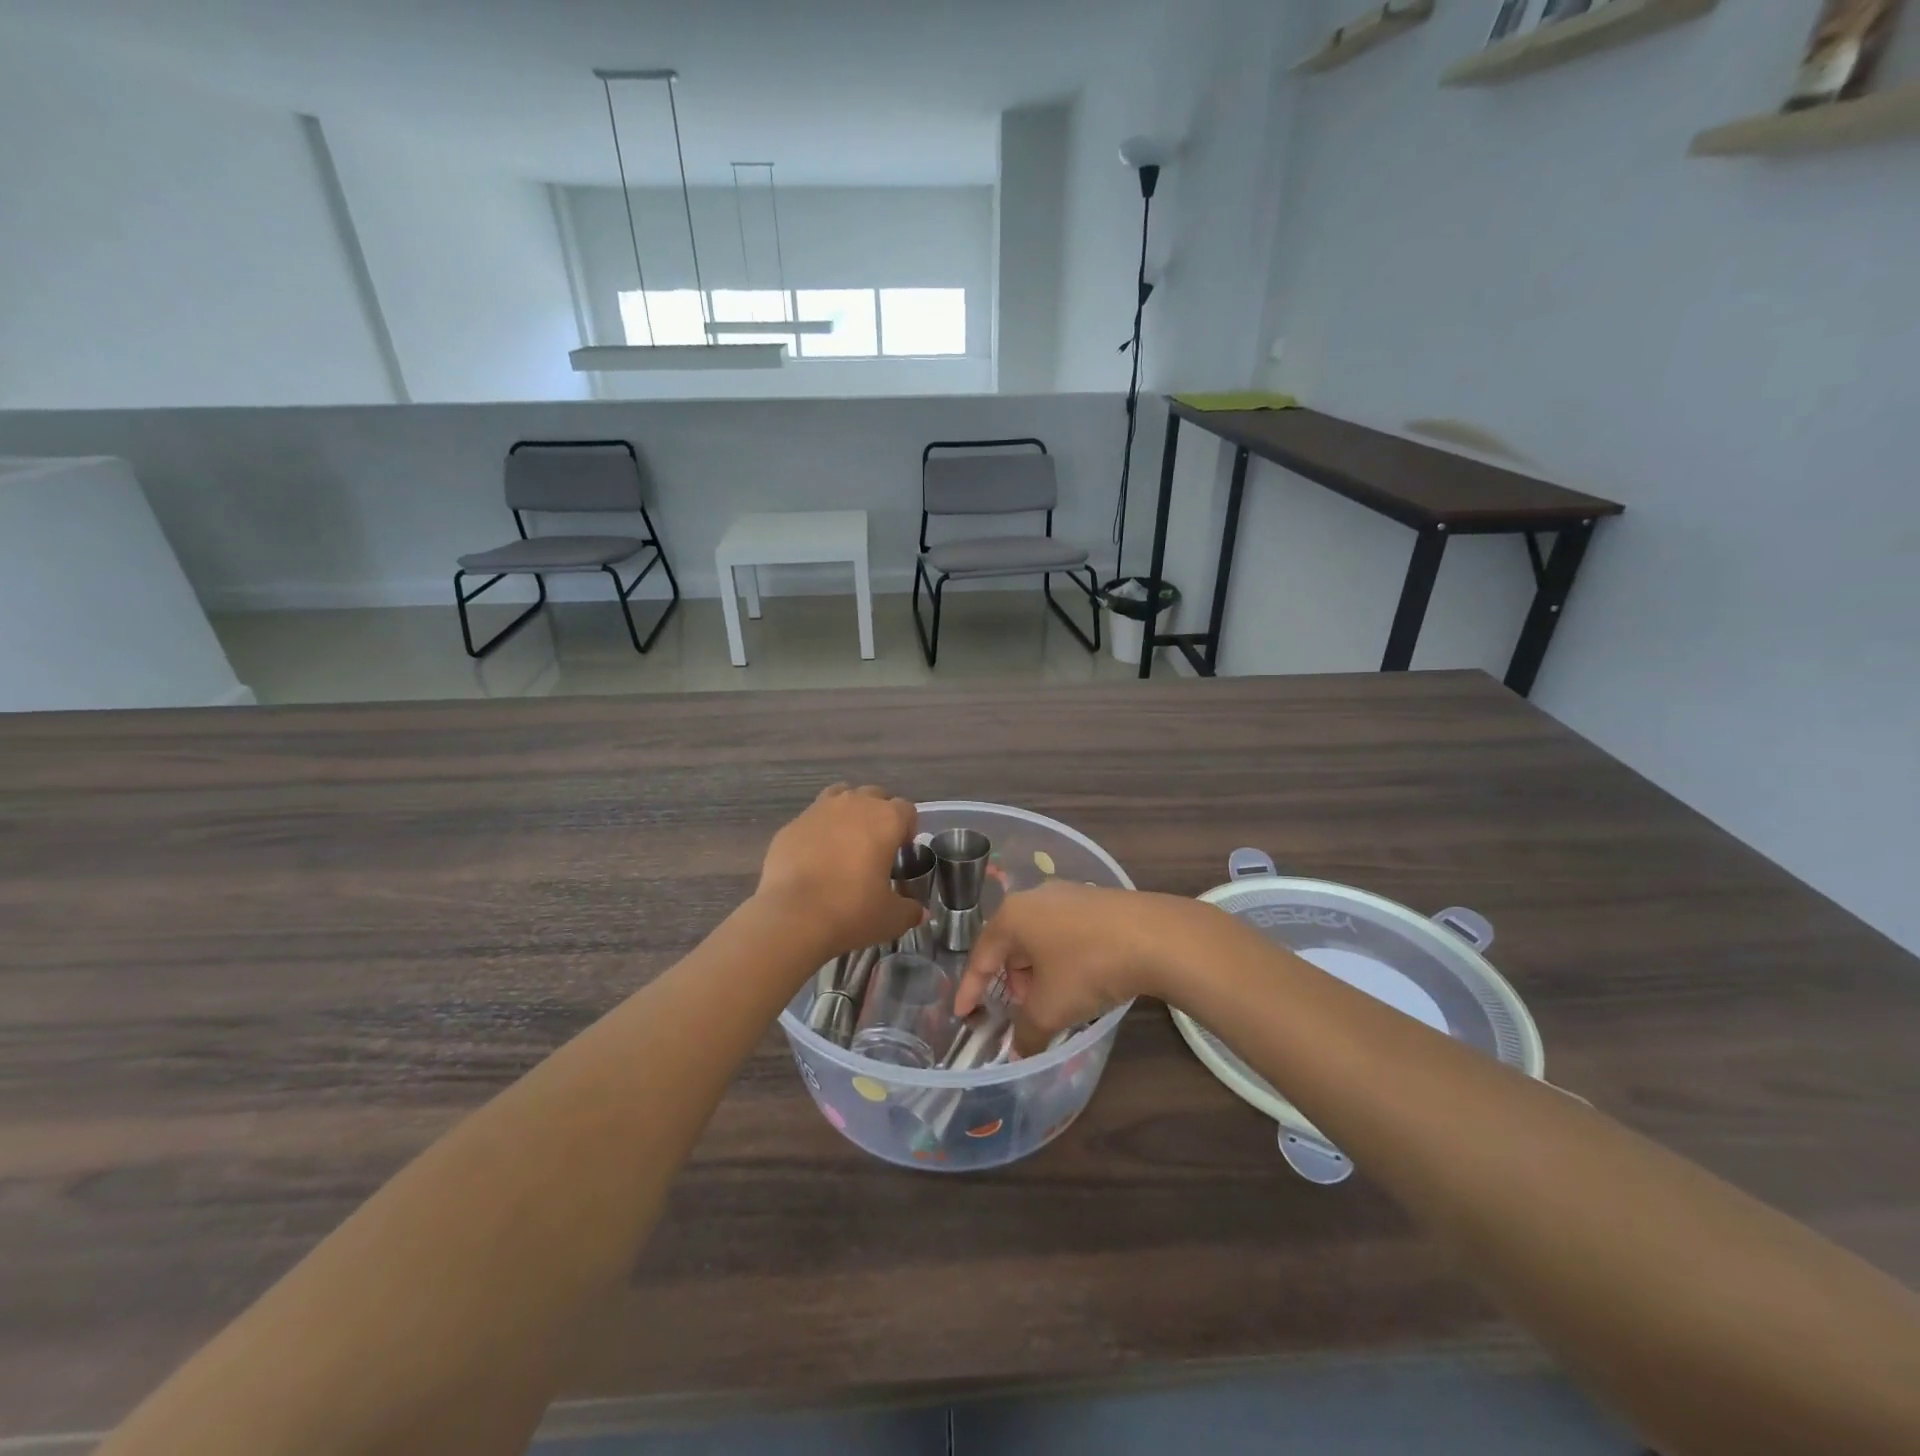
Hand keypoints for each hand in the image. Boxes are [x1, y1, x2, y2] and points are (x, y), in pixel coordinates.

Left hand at [758, 784, 924, 957]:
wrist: (792, 917)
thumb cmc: (852, 912)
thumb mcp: (892, 918)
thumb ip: (909, 910)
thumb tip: (918, 912)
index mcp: (885, 820)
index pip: (906, 809)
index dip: (908, 828)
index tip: (902, 851)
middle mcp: (853, 805)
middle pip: (873, 795)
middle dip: (878, 815)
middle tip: (875, 847)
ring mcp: (818, 811)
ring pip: (840, 797)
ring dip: (847, 814)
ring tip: (845, 844)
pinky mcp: (790, 826)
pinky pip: (811, 820)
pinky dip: (817, 832)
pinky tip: (814, 860)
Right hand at [955, 883, 1204, 1054]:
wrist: (1156, 936)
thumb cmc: (1088, 967)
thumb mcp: (1050, 1008)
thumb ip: (1026, 1032)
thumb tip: (1020, 1051)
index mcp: (1012, 916)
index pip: (980, 955)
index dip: (970, 989)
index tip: (963, 1013)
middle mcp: (1035, 897)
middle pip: (1010, 944)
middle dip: (1011, 981)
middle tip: (1021, 1010)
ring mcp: (1069, 894)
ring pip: (1039, 938)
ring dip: (1038, 971)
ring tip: (1054, 1000)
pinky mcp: (1097, 901)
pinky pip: (1065, 933)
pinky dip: (1062, 959)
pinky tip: (1081, 980)